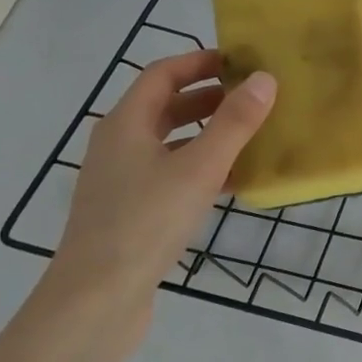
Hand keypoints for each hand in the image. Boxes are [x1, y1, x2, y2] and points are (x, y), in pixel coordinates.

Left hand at [49, 49, 275, 320]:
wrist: (97, 299)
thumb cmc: (146, 222)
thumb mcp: (199, 168)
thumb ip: (234, 123)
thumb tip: (264, 78)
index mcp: (126, 124)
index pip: (163, 74)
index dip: (200, 61)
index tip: (241, 61)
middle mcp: (119, 145)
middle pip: (166, 107)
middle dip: (209, 97)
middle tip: (253, 97)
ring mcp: (122, 180)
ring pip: (170, 143)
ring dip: (208, 133)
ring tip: (251, 135)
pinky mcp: (131, 211)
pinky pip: (171, 174)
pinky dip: (201, 168)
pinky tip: (234, 182)